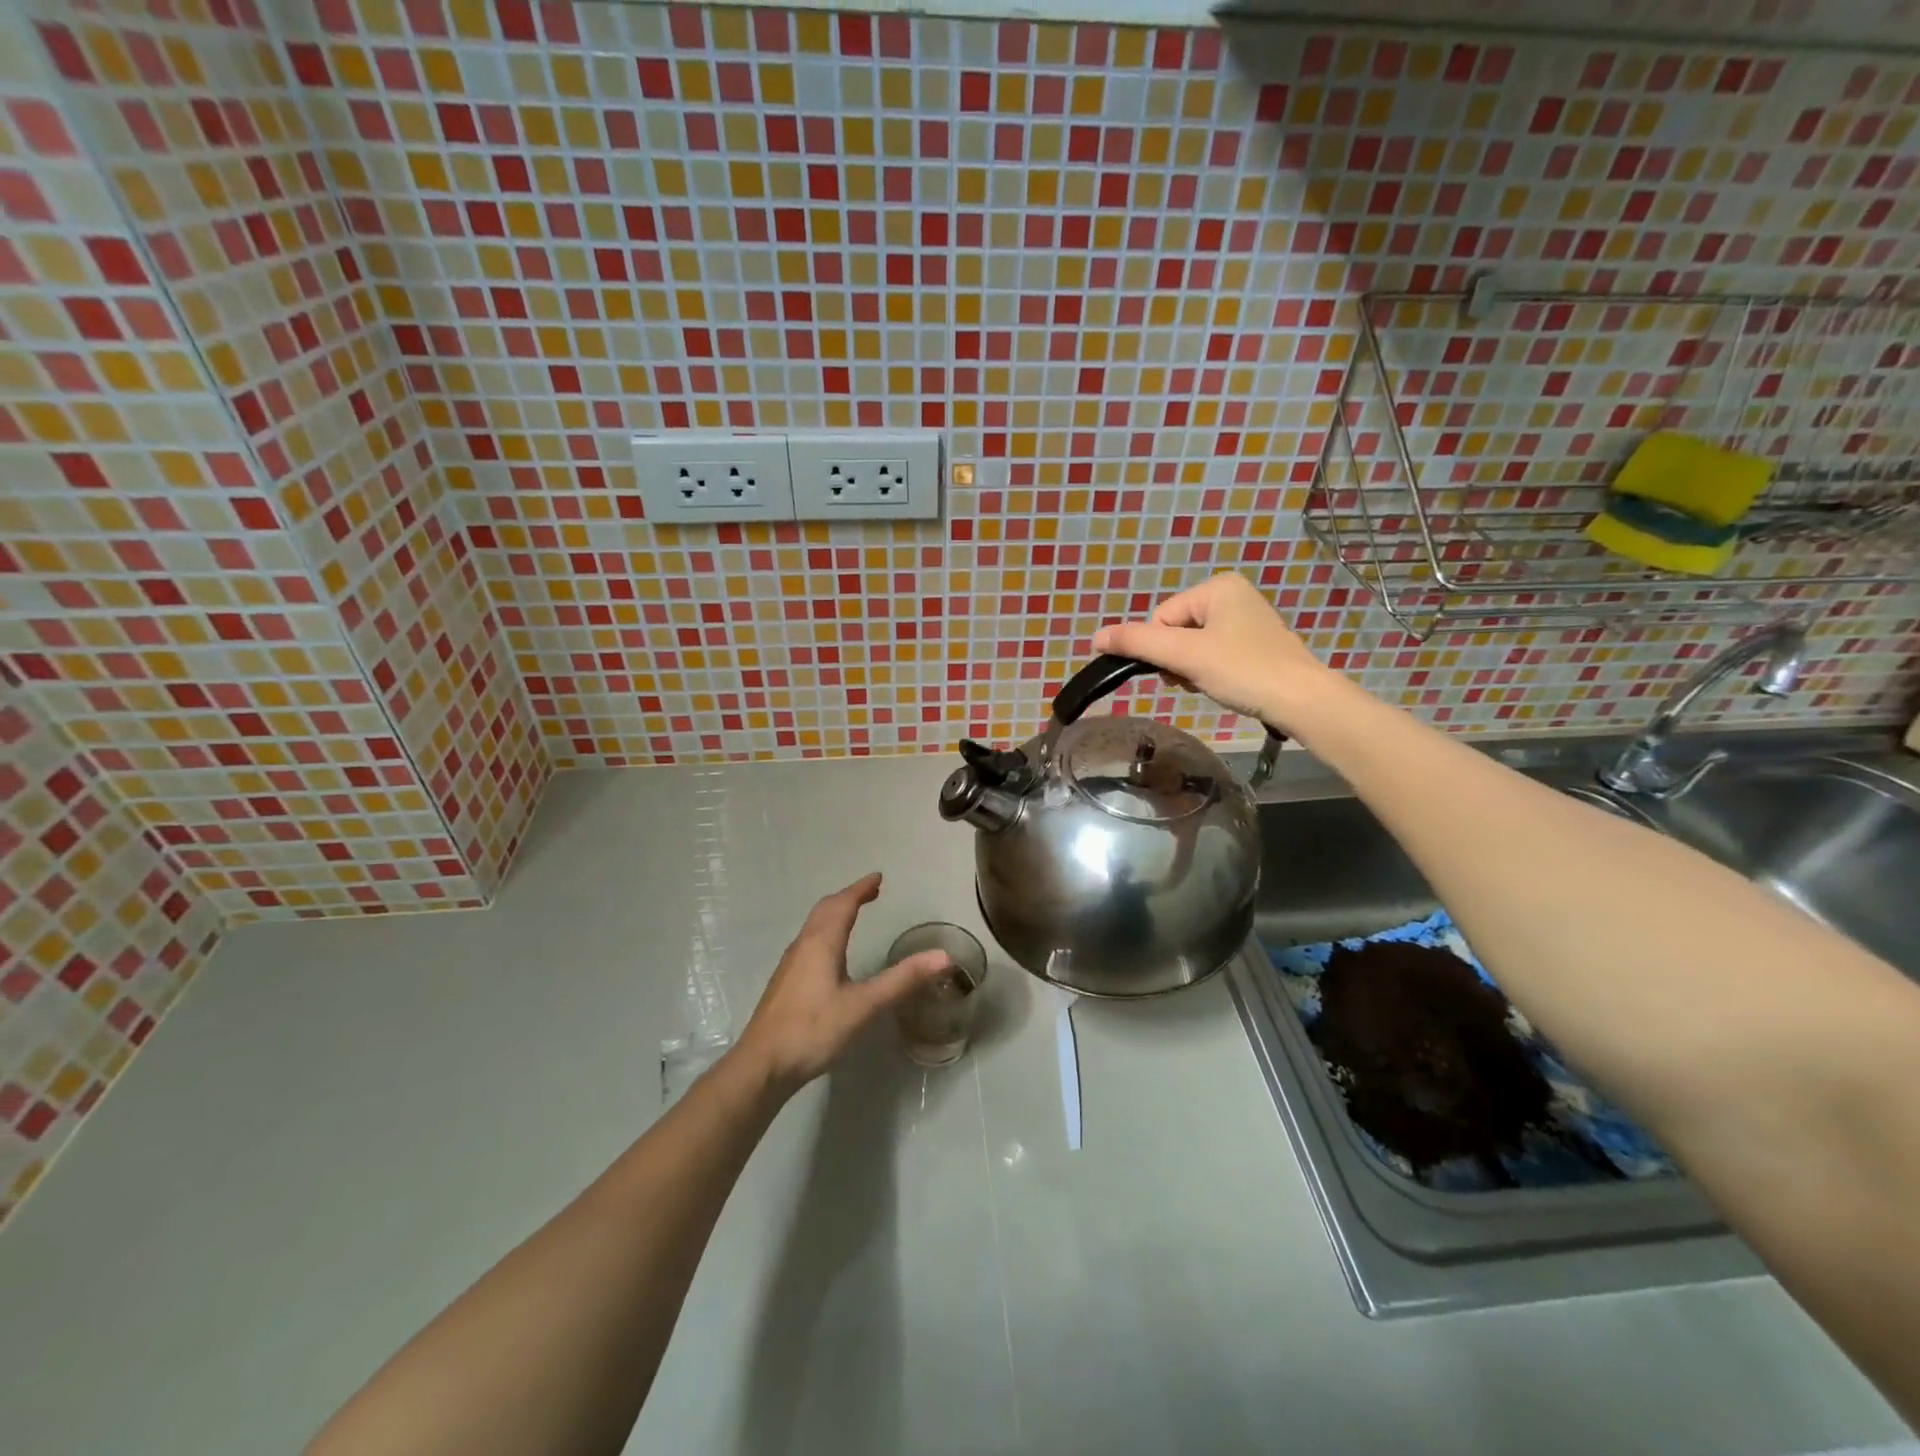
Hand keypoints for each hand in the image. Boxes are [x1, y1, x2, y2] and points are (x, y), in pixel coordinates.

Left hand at [733, 873, 951, 1097]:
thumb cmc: (814, 1029)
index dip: (861, 889)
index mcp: (822, 943)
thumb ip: (902, 980)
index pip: (843, 904)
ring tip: (853, 915)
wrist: (762, 1065)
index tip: (878, 877)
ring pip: (814, 926)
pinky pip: (808, 942)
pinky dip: (825, 932)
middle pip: (825, 910)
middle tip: (870, 893)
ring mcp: (790, 964)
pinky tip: (831, 954)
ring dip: (835, 914)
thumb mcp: (864, 1005)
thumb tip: (943, 956)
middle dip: (849, 897)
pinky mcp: (785, 983)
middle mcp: (803, 945)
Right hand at [1091, 572, 1332, 729]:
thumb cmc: (1242, 670)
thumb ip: (1137, 643)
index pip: (1161, 618)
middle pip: (1176, 631)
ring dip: (1190, 668)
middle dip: (1177, 660)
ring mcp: (1246, 619)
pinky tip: (1222, 684)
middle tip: (1194, 679)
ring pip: (1192, 645)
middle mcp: (1232, 594)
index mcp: (1217, 586)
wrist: (1301, 701)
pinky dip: (1209, 672)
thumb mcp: (1184, 655)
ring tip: (1209, 683)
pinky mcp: (1255, 643)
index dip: (1163, 649)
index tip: (1182, 670)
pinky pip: (1213, 653)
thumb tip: (1095, 637)